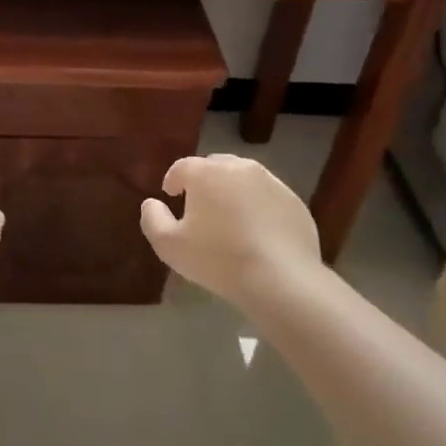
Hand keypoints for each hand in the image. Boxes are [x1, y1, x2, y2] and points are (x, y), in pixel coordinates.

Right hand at [139, 154, 326, 310]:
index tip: (171, 196)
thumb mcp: (169, 245)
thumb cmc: (218, 259)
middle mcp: (239, 168)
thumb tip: (151, 203)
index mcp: (206, 173)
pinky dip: (258, 206)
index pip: (182, 167)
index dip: (173, 180)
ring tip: (229, 218)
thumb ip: (153, 219)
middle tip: (200, 206)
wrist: (281, 279)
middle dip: (204, 181)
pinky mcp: (294, 201)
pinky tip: (257, 231)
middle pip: (215, 166)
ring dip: (232, 190)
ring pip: (244, 178)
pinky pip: (268, 196)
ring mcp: (271, 182)